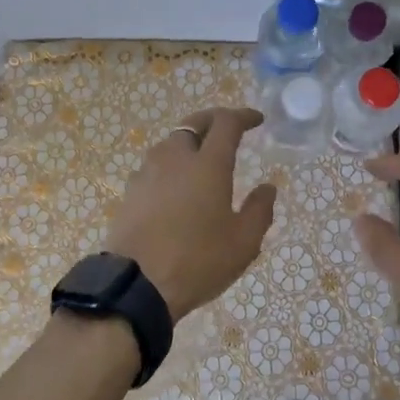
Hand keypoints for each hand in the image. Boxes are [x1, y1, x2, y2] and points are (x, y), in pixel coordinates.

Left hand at [105, 108, 277, 322]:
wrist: (136, 283)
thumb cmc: (197, 260)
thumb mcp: (243, 242)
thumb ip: (259, 210)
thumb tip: (268, 187)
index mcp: (208, 164)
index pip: (226, 123)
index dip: (243, 116)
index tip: (257, 120)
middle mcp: (176, 157)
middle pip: (193, 123)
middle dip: (213, 119)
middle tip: (228, 127)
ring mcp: (148, 172)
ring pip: (171, 142)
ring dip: (189, 141)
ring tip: (202, 156)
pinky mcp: (131, 190)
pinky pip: (155, 165)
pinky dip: (171, 164)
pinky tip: (175, 184)